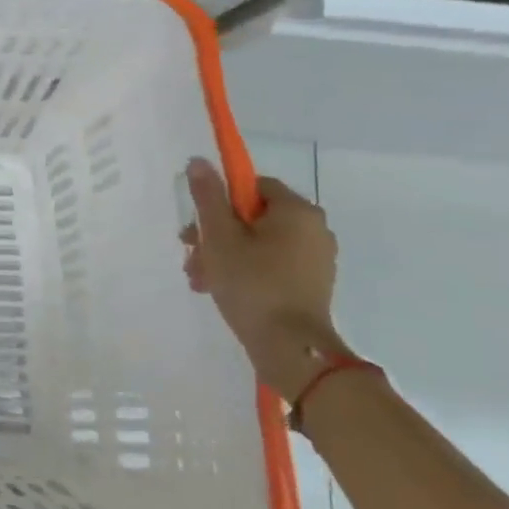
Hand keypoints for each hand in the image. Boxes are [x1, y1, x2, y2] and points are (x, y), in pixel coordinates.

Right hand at [180, 159, 343, 400]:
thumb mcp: (219, 237)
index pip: (253, 186)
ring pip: (259, 243)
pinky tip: (222, 290)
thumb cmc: (252, 284)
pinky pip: (272, 264)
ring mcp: (316, 258)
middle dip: (216, 234)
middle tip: (192, 256)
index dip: (220, 201)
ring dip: (225, 255)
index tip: (198, 226)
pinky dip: (246, 271)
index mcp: (296, 210)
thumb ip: (208, 197)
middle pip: (253, 217)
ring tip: (201, 280)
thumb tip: (199, 161)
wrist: (290, 347)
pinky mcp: (312, 283)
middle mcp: (314, 229)